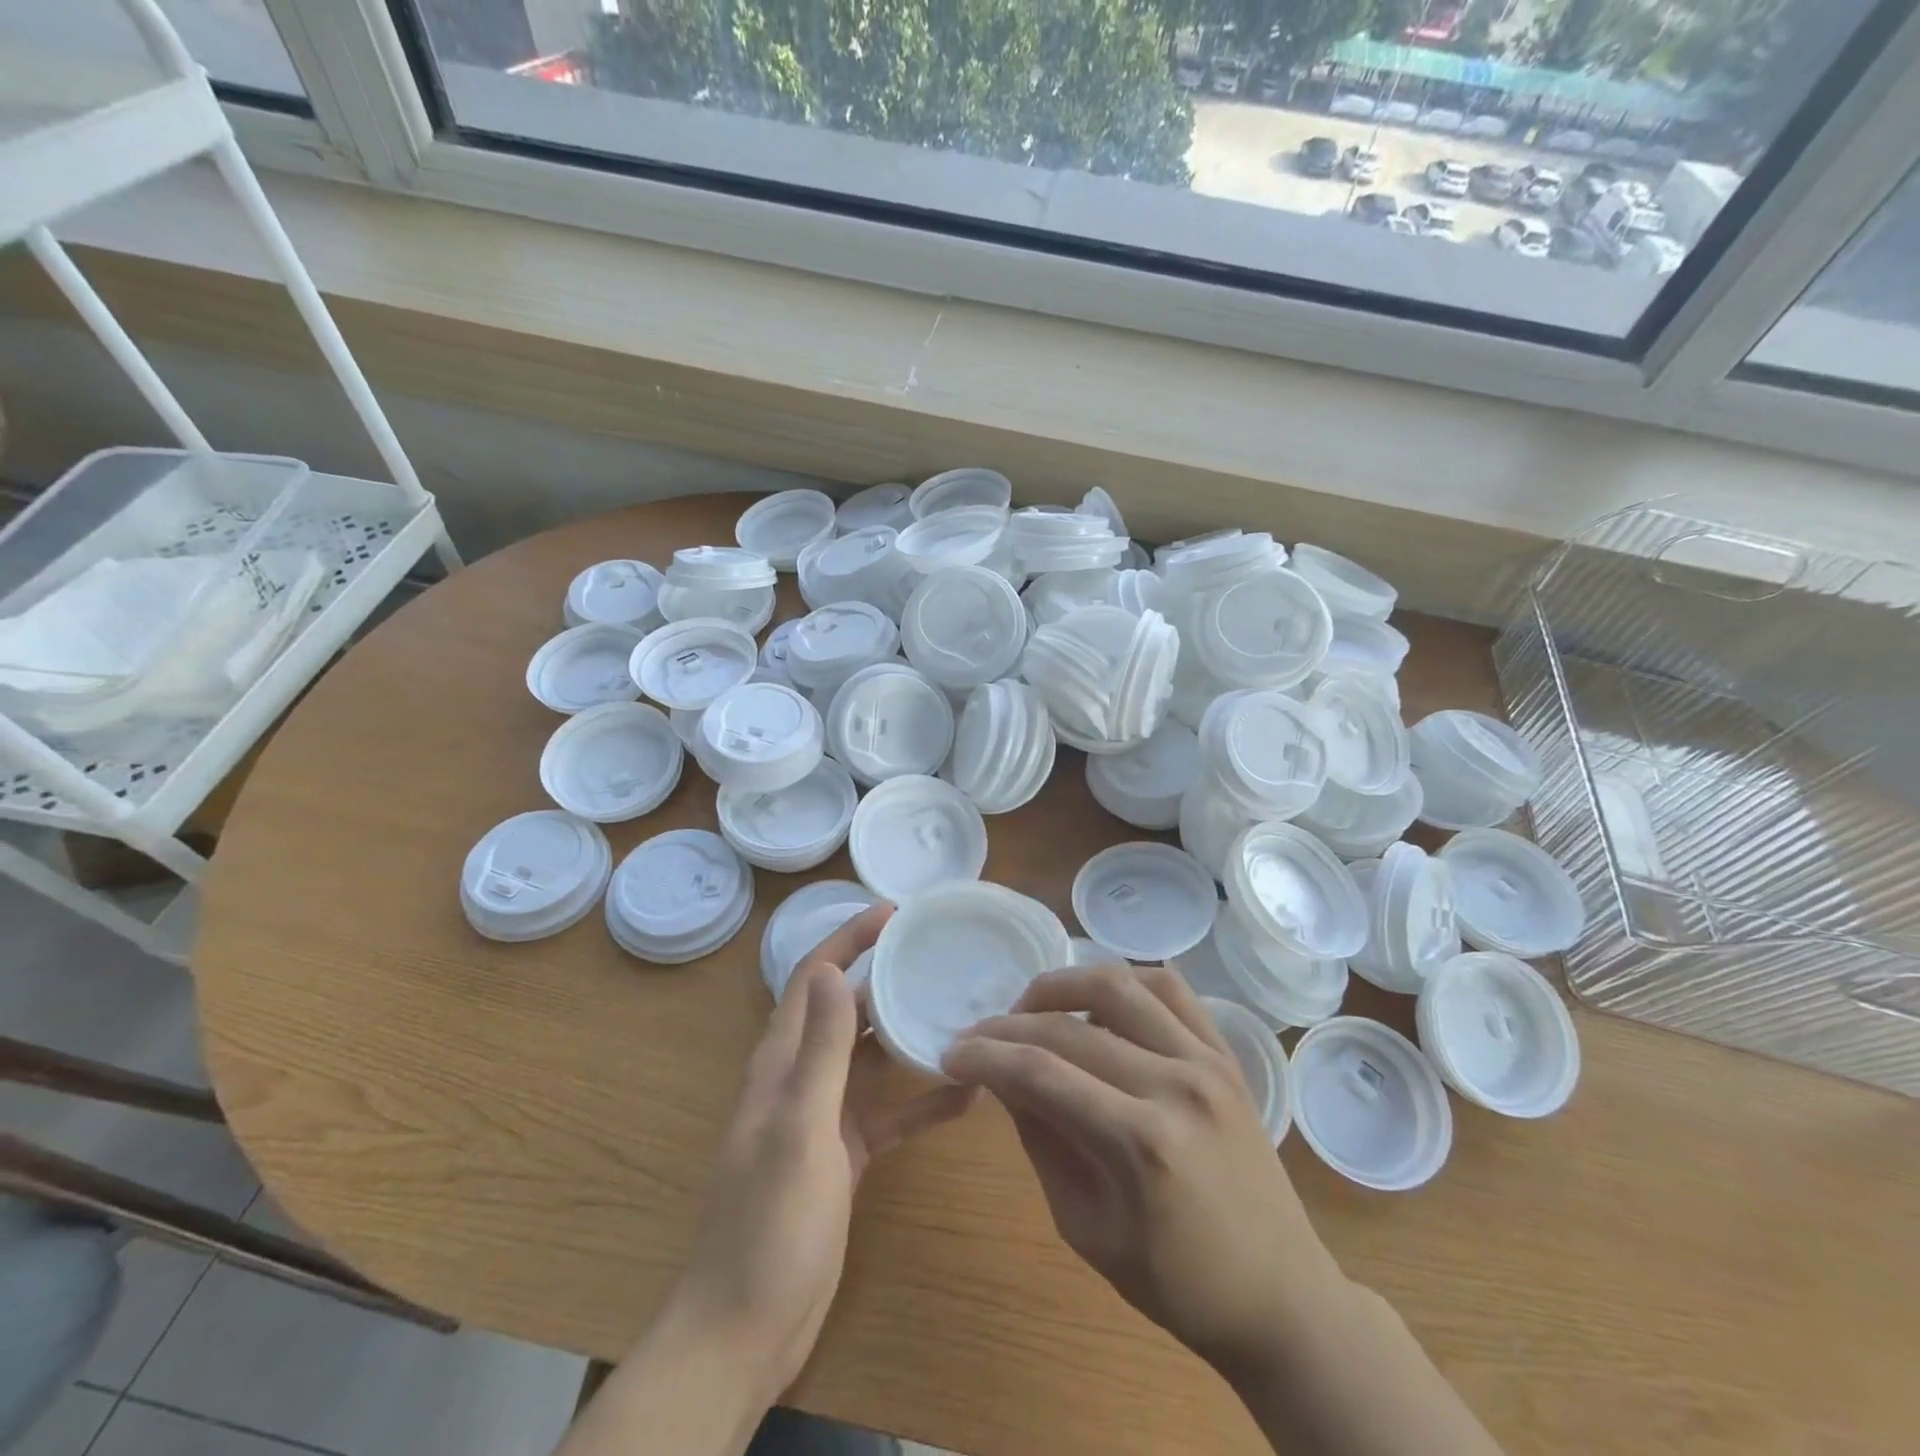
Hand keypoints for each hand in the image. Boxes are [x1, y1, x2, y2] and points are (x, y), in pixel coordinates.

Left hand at [663, 904, 976, 1404]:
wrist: (746, 1331)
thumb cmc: (769, 1224)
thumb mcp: (800, 1130)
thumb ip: (820, 1051)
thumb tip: (835, 969)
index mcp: (780, 1062)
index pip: (812, 978)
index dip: (847, 939)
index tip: (892, 912)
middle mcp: (800, 1078)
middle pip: (844, 1009)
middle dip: (883, 976)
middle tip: (937, 954)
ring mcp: (822, 1117)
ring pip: (869, 1058)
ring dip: (906, 1034)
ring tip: (959, 1011)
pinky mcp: (844, 1154)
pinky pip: (888, 1112)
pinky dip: (920, 1100)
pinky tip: (966, 1097)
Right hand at [942, 963, 1344, 1377]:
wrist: (1280, 1294)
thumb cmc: (1177, 1282)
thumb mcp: (1086, 1227)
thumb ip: (1042, 1140)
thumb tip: (1002, 1078)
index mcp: (1140, 1143)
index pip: (1041, 1072)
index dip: (985, 1056)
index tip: (951, 1055)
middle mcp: (1175, 1084)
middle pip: (1070, 1025)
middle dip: (1010, 1025)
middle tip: (978, 1036)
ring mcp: (1207, 1060)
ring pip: (1119, 984)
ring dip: (1062, 985)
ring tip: (1031, 1006)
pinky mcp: (1226, 1053)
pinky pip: (1170, 988)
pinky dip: (1125, 980)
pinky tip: (1097, 999)